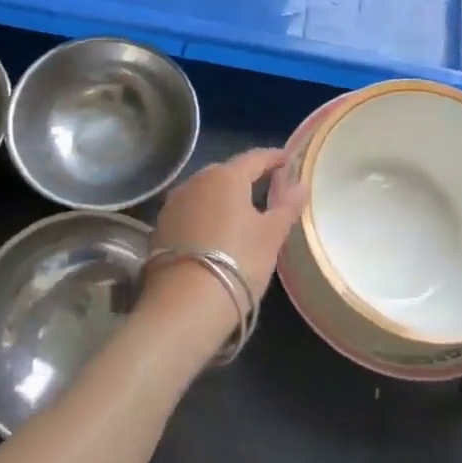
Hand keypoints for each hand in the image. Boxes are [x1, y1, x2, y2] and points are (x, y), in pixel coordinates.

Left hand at [139, 148, 307, 347]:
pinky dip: (204, 216)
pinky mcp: (159, 228)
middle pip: (225, 173)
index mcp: (226, 176)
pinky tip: (213, 233)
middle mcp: (195, 181)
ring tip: (239, 212)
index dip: (273, 157)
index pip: (254, 158)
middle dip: (245, 177)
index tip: (287, 159)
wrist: (185, 304)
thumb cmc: (239, 261)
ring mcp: (173, 204)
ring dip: (222, 198)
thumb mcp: (271, 235)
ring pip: (204, 192)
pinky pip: (189, 212)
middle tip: (265, 187)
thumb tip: (301, 184)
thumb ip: (287, 206)